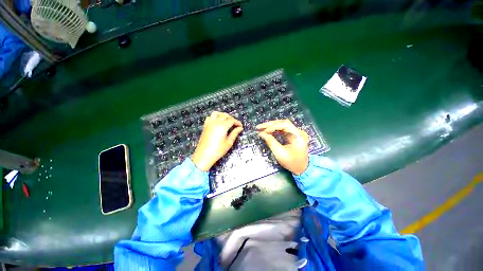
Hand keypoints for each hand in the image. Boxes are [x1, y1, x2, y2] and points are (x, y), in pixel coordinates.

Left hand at [192, 111, 242, 170]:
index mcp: (223, 126)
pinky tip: (217, 122)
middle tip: (235, 124)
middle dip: (231, 118)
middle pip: (225, 115)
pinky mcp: (205, 126)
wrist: (204, 155)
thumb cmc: (218, 150)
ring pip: (216, 113)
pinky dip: (214, 117)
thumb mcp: (229, 142)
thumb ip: (235, 133)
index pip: (232, 120)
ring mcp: (209, 123)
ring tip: (226, 120)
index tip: (240, 126)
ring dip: (222, 115)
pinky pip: (210, 117)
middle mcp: (216, 122)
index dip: (237, 122)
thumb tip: (240, 128)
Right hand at [257, 119, 309, 174]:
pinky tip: (268, 131)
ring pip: (282, 125)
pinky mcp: (293, 135)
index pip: (285, 125)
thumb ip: (271, 142)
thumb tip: (262, 134)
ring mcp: (296, 133)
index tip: (264, 132)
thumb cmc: (292, 162)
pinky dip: (274, 130)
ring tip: (261, 128)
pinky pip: (282, 129)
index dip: (273, 127)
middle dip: (270, 125)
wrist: (302, 168)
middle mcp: (298, 132)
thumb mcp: (280, 153)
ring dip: (271, 126)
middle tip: (259, 127)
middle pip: (283, 123)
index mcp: (298, 136)